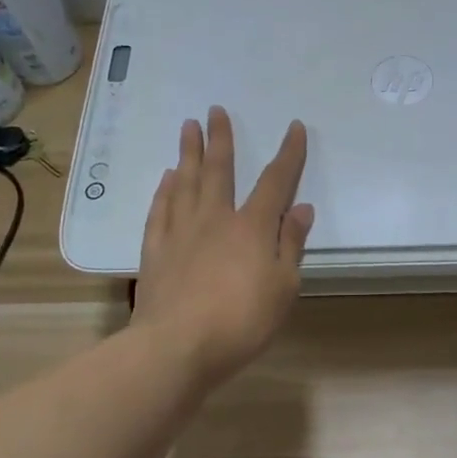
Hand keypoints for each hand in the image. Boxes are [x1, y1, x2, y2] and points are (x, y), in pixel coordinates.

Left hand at [132, 107, 314, 386]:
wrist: (176, 347)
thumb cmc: (241, 321)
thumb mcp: (283, 287)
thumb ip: (291, 245)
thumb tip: (301, 208)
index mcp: (252, 227)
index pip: (275, 181)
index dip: (288, 154)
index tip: (294, 128)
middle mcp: (215, 219)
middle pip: (219, 170)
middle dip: (221, 138)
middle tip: (215, 110)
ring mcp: (180, 232)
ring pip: (186, 183)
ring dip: (189, 153)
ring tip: (188, 128)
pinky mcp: (155, 251)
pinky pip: (160, 210)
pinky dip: (165, 191)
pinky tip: (167, 178)